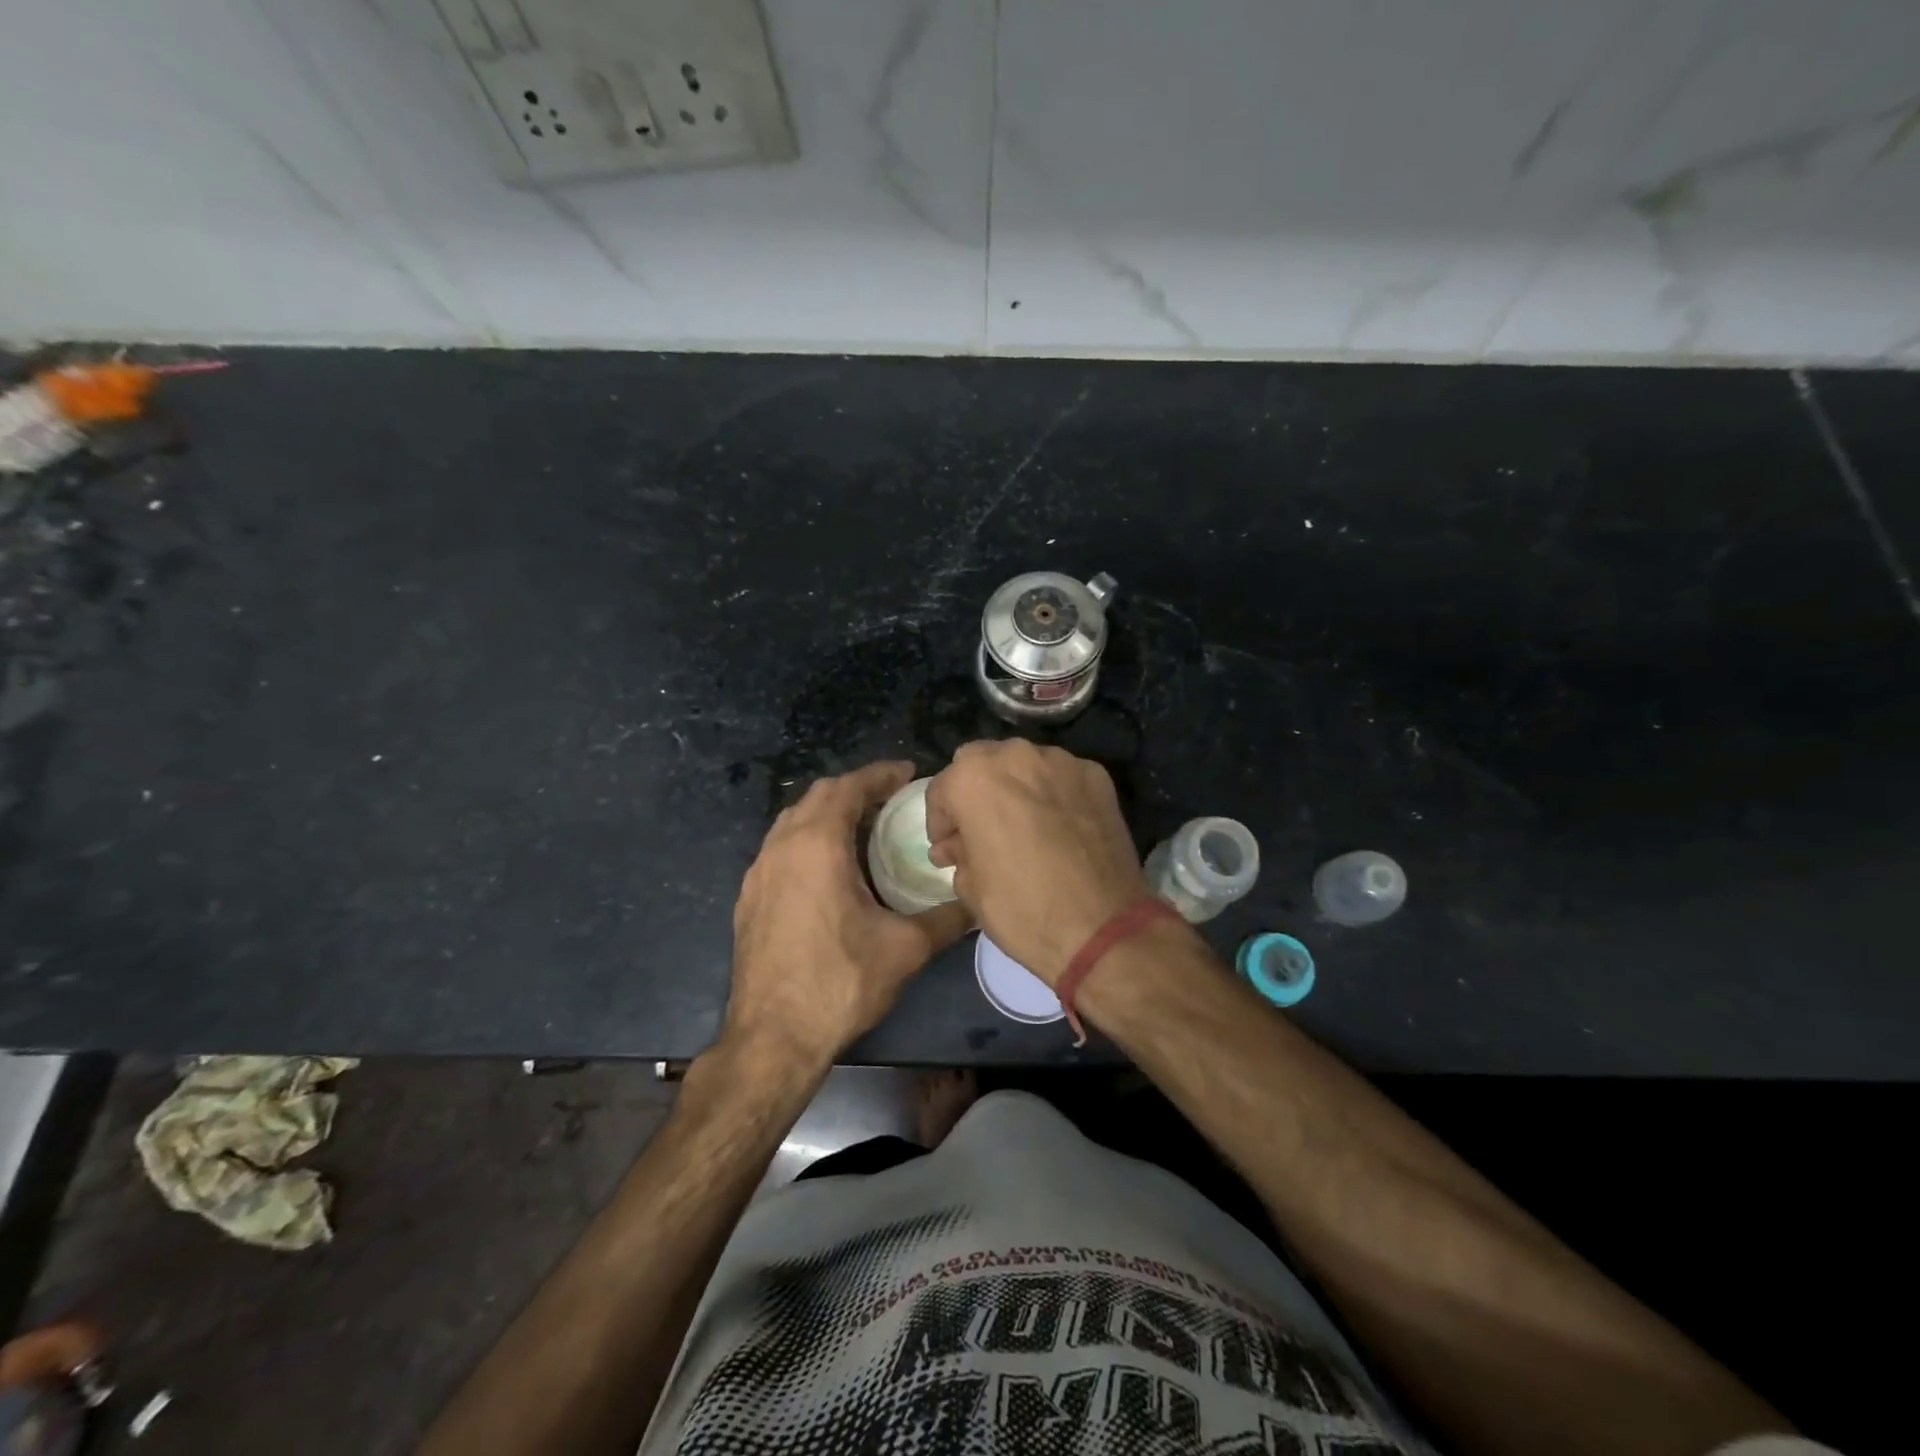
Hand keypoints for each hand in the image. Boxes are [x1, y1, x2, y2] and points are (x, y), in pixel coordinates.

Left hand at [725, 761, 970, 1068]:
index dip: (880, 774)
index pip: (848, 787)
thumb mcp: (906, 949)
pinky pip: (780, 848)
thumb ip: (947, 918)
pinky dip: (807, 840)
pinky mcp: (748, 898)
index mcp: (816, 845)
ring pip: (793, 821)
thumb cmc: (840, 982)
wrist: (772, 1038)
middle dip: (855, 789)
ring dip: (828, 812)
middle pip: (818, 796)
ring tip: (863, 828)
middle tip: (891, 799)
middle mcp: (781, 847)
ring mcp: (758, 873)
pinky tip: (829, 869)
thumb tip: (978, 903)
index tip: (908, 772)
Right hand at [926, 740, 1150, 985]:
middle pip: (982, 761)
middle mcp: (1016, 756)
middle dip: (975, 791)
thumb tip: (955, 845)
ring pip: (1024, 763)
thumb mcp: (970, 888)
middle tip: (982, 829)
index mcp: (974, 778)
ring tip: (1023, 825)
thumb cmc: (1023, 910)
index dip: (940, 822)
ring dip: (1015, 787)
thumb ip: (958, 852)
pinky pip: (1061, 776)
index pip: (942, 789)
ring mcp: (1062, 761)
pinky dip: (1052, 793)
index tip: (948, 848)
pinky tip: (1058, 826)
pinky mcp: (1097, 776)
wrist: (1103, 928)